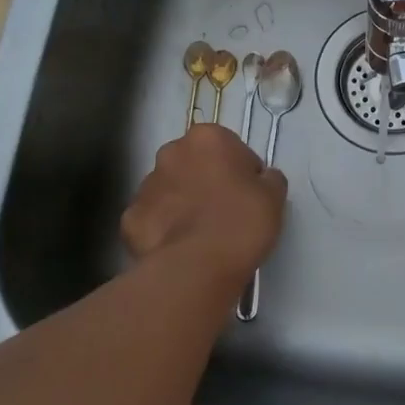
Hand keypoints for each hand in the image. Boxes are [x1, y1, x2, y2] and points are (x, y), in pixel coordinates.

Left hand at [121, 125, 286, 287]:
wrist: (197, 267)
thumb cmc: (241, 222)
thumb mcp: (274, 195)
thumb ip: (268, 178)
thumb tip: (260, 179)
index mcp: (206, 137)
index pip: (229, 147)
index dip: (241, 171)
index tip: (248, 196)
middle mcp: (171, 152)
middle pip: (194, 164)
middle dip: (206, 181)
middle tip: (225, 213)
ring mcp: (145, 185)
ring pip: (170, 190)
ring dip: (183, 204)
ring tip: (201, 235)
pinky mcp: (130, 218)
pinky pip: (152, 219)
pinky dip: (163, 230)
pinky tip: (179, 248)